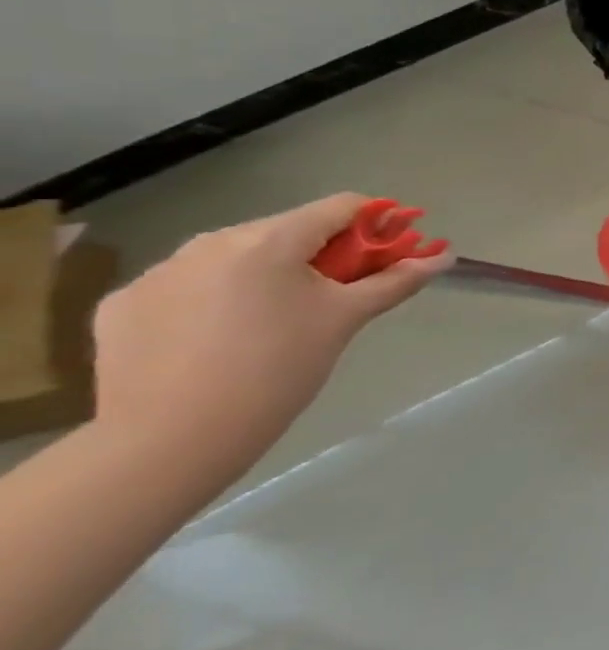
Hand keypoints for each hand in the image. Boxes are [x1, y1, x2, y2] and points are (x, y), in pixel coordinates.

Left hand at [91, 195, 450, 472]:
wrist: (170, 442)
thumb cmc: (277, 371)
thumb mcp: (345, 320)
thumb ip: (395, 281)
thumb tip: (444, 257)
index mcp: (269, 240)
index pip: (340, 207)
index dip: (376, 223)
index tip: (390, 252)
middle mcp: (211, 242)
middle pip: (287, 231)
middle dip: (321, 254)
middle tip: (336, 297)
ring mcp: (159, 272)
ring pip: (235, 257)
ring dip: (267, 274)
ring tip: (275, 323)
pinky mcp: (124, 305)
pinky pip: (187, 286)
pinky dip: (214, 300)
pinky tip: (219, 340)